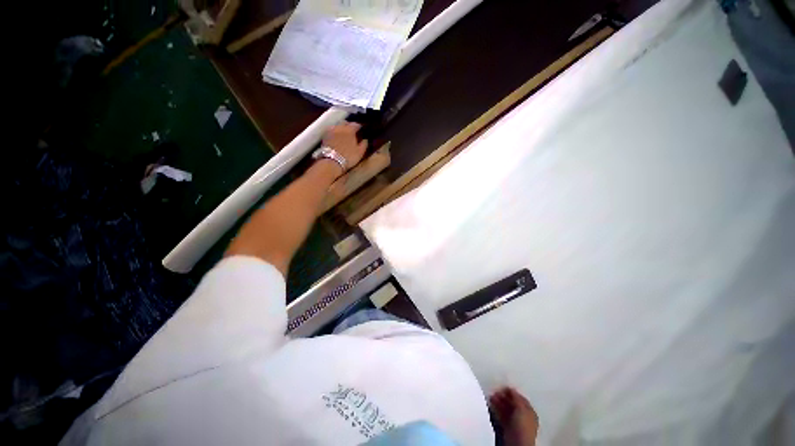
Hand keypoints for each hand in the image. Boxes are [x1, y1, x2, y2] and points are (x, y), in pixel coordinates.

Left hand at [323, 122, 367, 169]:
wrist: (332, 161)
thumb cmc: (348, 157)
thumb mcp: (360, 152)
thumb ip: (364, 145)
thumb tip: (365, 140)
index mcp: (350, 130)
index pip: (355, 124)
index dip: (359, 126)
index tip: (361, 129)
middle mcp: (340, 128)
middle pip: (345, 122)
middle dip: (349, 125)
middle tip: (352, 130)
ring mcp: (331, 131)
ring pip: (337, 126)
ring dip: (341, 128)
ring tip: (343, 133)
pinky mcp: (325, 136)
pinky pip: (331, 131)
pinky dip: (335, 132)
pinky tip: (336, 137)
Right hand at [490, 387, 538, 445]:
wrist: (518, 443)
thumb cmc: (523, 425)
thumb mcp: (522, 408)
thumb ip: (516, 398)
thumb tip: (511, 389)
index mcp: (530, 412)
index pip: (521, 399)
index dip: (512, 392)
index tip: (503, 387)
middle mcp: (523, 416)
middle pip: (512, 403)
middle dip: (503, 397)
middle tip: (495, 391)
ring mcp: (514, 422)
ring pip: (506, 409)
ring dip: (498, 402)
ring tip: (491, 396)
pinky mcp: (507, 427)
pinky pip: (501, 415)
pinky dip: (496, 409)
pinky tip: (491, 404)